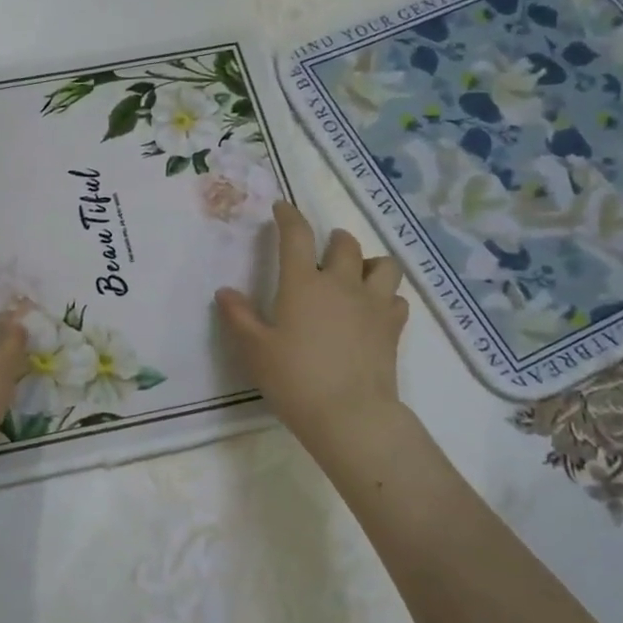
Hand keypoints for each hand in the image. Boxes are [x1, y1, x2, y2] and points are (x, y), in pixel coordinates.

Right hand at [215, 201, 409, 460]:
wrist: (349, 414)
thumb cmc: (294, 379)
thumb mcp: (255, 349)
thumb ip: (239, 317)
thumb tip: (225, 292)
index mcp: (303, 283)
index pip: (297, 236)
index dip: (289, 217)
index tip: (282, 208)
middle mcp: (341, 284)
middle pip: (345, 244)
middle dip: (334, 239)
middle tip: (323, 250)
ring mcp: (373, 304)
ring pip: (383, 265)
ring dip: (369, 262)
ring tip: (357, 274)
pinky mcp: (393, 327)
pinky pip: (397, 298)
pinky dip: (386, 297)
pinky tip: (374, 310)